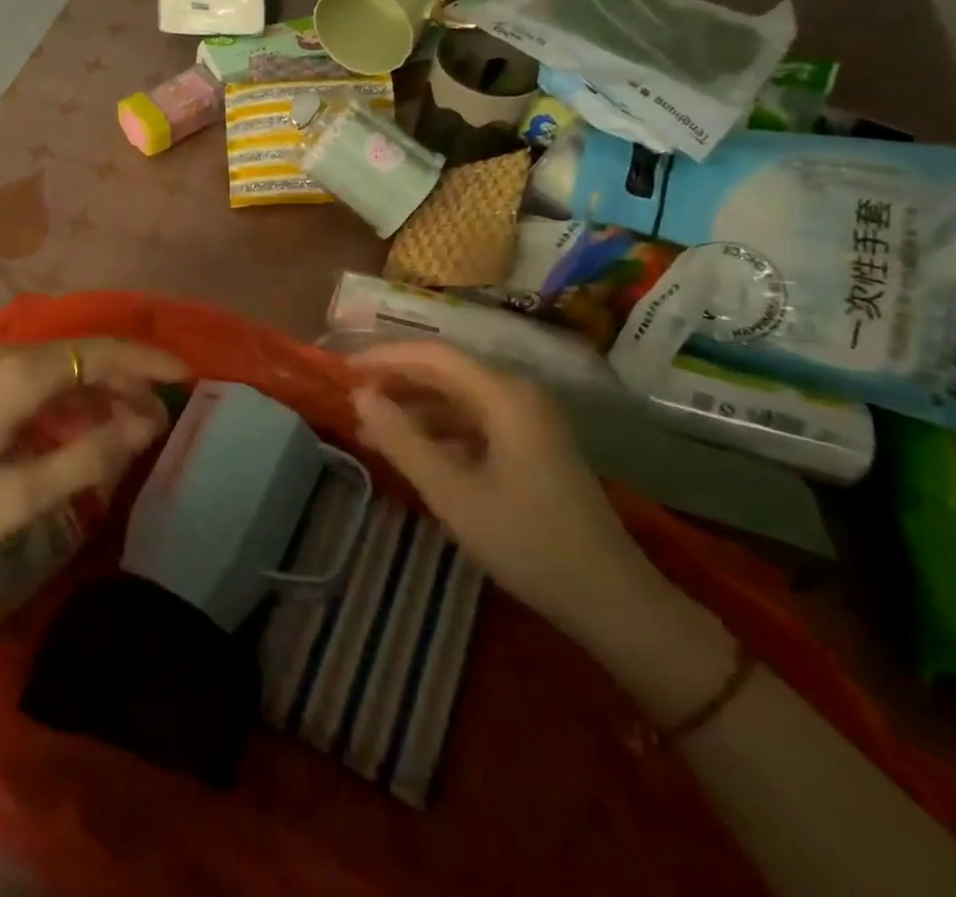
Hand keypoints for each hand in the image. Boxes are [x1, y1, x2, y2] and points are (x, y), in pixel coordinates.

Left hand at [0, 338, 187, 563]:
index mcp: (22, 375)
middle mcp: (11, 356)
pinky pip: (44, 378)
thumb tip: (144, 426)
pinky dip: (75, 396)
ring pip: (66, 365)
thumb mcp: (19, 495)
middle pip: (87, 354)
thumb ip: (87, 457)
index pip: (102, 353)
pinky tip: (87, 426)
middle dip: (130, 379)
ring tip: (134, 425)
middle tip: (163, 417)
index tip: (186, 376)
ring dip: (104, 389)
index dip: (148, 362)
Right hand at [348, 340, 655, 628]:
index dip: (385, 357)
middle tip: (352, 398)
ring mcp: (529, 421)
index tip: (344, 370)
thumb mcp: (453, 493)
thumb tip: (360, 397)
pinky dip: (440, 432)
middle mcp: (518, 395)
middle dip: (397, 382)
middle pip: (446, 372)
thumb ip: (402, 441)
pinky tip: (412, 453)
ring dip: (415, 410)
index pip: (433, 356)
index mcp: (505, 395)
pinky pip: (475, 423)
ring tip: (371, 428)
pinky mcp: (531, 447)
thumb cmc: (528, 541)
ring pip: (459, 399)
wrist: (611, 599)